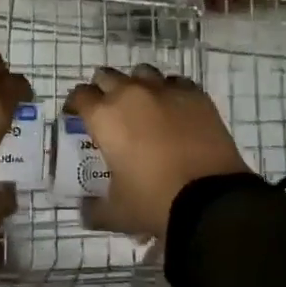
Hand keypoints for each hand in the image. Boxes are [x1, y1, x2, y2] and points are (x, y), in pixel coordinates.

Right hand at [65, 64, 249, 239]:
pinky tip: (174, 109)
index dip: (75, 104)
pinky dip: (169, 91)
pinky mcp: (195, 94)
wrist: (210, 200)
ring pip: (142, 73)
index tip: (76, 115)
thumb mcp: (117, 213)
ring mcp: (165, 90)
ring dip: (136, 85)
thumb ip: (94, 209)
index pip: (80, 95)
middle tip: (108, 111)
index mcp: (104, 116)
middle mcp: (130, 93)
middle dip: (103, 90)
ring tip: (142, 106)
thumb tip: (84, 211)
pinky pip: (175, 82)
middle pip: (107, 76)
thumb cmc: (153, 202)